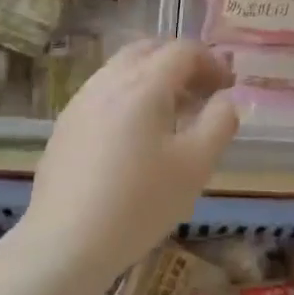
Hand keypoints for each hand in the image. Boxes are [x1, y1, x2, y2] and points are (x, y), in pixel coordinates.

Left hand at [28, 39, 238, 269]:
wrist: (65, 244)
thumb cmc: (140, 203)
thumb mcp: (196, 165)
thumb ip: (219, 122)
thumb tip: (225, 99)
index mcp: (144, 84)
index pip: (182, 50)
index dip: (212, 62)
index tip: (228, 88)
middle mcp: (108, 81)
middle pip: (149, 49)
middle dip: (181, 62)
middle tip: (202, 93)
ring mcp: (81, 102)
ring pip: (122, 68)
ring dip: (154, 77)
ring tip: (173, 115)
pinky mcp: (65, 125)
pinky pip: (104, 92)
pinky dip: (129, 96)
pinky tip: (136, 135)